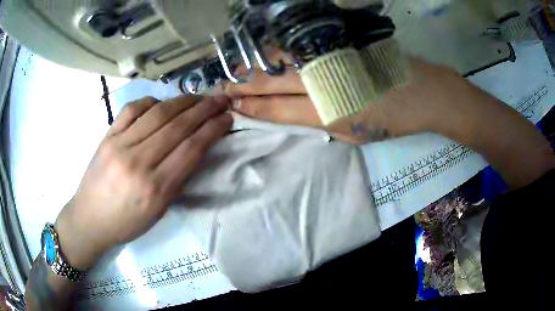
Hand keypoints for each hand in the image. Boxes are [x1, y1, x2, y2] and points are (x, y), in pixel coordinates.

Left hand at [54, 95, 232, 269]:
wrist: (89, 219)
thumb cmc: (126, 223)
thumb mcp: (158, 211)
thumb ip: (177, 179)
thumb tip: (195, 149)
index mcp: (155, 188)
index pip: (191, 149)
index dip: (213, 129)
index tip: (227, 117)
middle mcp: (138, 162)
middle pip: (177, 127)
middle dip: (204, 109)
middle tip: (221, 99)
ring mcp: (119, 145)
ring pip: (157, 113)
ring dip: (183, 101)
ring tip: (198, 97)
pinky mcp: (107, 136)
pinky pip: (132, 109)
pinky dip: (151, 101)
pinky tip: (161, 103)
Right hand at [225, 56, 470, 143]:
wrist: (424, 92)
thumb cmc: (392, 121)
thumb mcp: (353, 134)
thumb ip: (317, 121)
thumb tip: (288, 110)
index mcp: (325, 113)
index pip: (272, 107)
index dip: (247, 105)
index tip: (228, 104)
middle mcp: (321, 82)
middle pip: (268, 79)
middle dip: (240, 83)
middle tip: (220, 87)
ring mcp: (329, 57)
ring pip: (277, 58)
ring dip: (252, 65)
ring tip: (235, 71)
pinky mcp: (338, 42)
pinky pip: (297, 46)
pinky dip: (275, 51)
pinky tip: (264, 55)